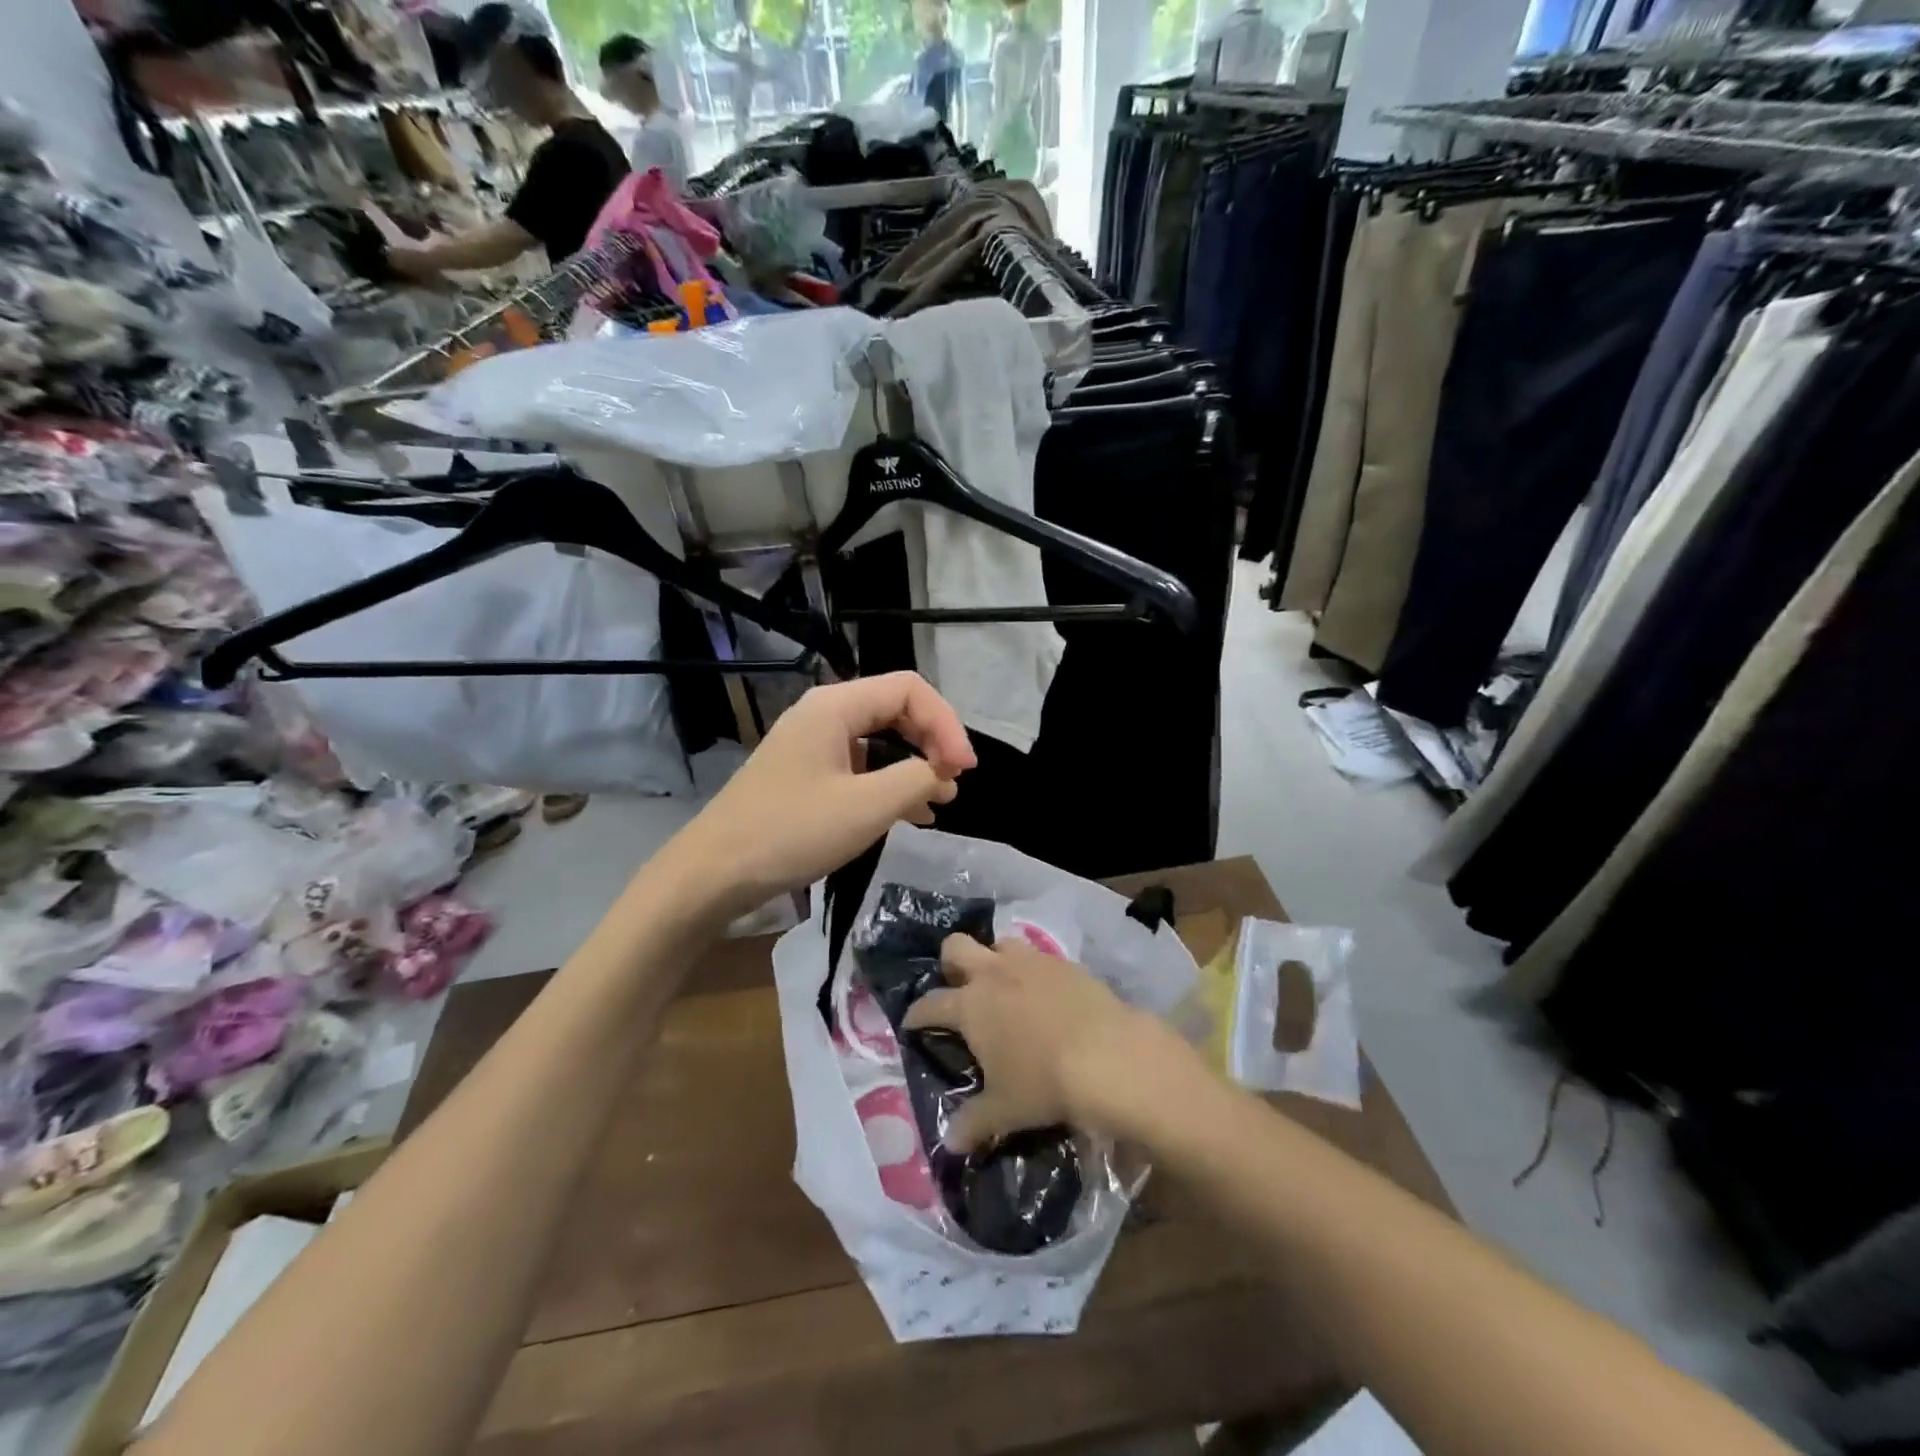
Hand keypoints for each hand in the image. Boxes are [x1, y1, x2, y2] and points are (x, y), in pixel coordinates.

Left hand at [671, 673, 975, 916]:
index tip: (963, 770)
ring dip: (915, 764)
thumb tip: (942, 773)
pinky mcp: (806, 773)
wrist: (714, 872)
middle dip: (933, 741)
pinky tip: (909, 814)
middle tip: (955, 782)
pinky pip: (860, 765)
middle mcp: (824, 713)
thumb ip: (917, 780)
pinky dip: (889, 783)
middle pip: (896, 709)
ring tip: (941, 801)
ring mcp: (812, 743)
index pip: (910, 690)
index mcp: (836, 706)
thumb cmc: (791, 832)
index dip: (946, 724)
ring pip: (879, 739)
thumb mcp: (866, 807)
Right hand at [903, 936, 1198, 1150]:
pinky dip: (1034, 972)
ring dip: (995, 960)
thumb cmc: (1044, 1082)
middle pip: (957, 946)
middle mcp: (995, 973)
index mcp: (971, 1005)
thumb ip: (973, 1122)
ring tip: (1003, 986)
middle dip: (950, 963)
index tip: (912, 1022)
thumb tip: (950, 1142)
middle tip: (958, 987)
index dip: (917, 1013)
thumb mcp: (1005, 1110)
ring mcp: (1032, 962)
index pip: (930, 1004)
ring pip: (1000, 943)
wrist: (1109, 1055)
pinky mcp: (1065, 962)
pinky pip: (1039, 957)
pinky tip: (1045, 995)